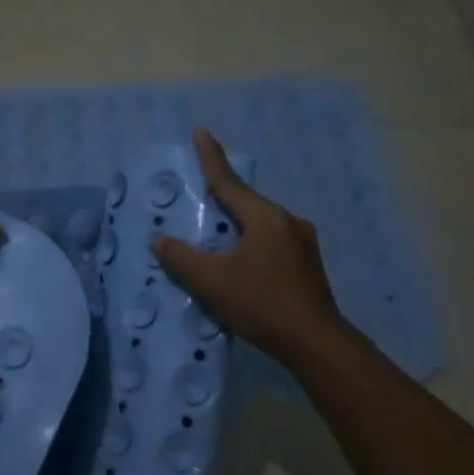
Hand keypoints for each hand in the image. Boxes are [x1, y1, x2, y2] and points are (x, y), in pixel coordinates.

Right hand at [152, 128, 344, 363]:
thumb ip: (181, 258)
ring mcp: (303, 243)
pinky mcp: (308, 264)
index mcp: (265, 218)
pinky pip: (272, 242)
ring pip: (261, 225)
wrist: (314, 342)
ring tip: (217, 237)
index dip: (211, 157)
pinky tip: (242, 263)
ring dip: (238, 226)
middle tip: (200, 196)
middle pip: (247, 204)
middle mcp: (287, 221)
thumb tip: (159, 240)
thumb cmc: (261, 304)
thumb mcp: (212, 282)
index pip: (229, 182)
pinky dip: (252, 244)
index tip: (201, 132)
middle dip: (223, 198)